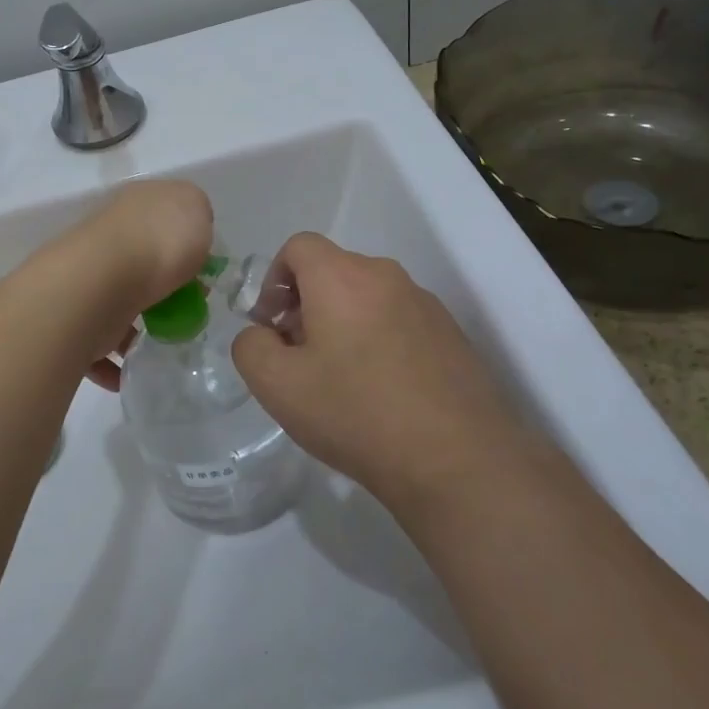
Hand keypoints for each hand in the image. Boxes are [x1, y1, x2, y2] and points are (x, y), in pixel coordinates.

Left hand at [42, 179, 212, 390]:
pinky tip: (128, 372)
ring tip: (159, 347)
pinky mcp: (74, 318)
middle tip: (186, 312)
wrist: (98, 283)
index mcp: (134, 207)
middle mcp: (106, 239)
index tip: (203, 273)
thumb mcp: (194, 208)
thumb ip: (196, 215)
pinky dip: (110, 362)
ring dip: (134, 327)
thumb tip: (189, 231)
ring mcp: (87, 278)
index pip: (160, 219)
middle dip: (160, 289)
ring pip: (115, 303)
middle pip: (139, 263)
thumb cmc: (157, 243)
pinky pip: (95, 344)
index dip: (184, 243)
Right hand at [230, 233, 530, 508]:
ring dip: (342, 324)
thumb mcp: (277, 386)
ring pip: (366, 298)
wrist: (457, 462)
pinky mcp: (451, 336)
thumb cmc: (356, 413)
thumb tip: (263, 334)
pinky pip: (398, 321)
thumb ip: (250, 346)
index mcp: (343, 277)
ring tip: (339, 380)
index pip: (298, 246)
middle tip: (298, 357)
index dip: (273, 279)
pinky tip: (379, 392)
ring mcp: (425, 305)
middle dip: (305, 305)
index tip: (271, 325)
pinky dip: (377, 340)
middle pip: (333, 271)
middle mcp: (387, 277)